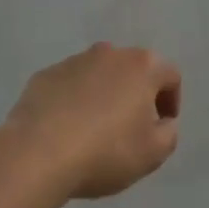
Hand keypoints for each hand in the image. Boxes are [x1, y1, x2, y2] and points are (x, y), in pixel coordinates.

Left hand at [4, 43, 182, 199]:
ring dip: (104, 95)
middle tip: (131, 127)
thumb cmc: (105, 151)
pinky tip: (66, 129)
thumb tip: (162, 122)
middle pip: (133, 70)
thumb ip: (168, 133)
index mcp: (142, 66)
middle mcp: (110, 53)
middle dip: (136, 94)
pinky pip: (69, 86)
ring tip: (95, 129)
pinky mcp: (45, 75)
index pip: (170, 76)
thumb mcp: (153, 153)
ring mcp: (74, 61)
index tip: (162, 126)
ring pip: (99, 75)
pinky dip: (73, 101)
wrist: (37, 154)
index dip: (171, 101)